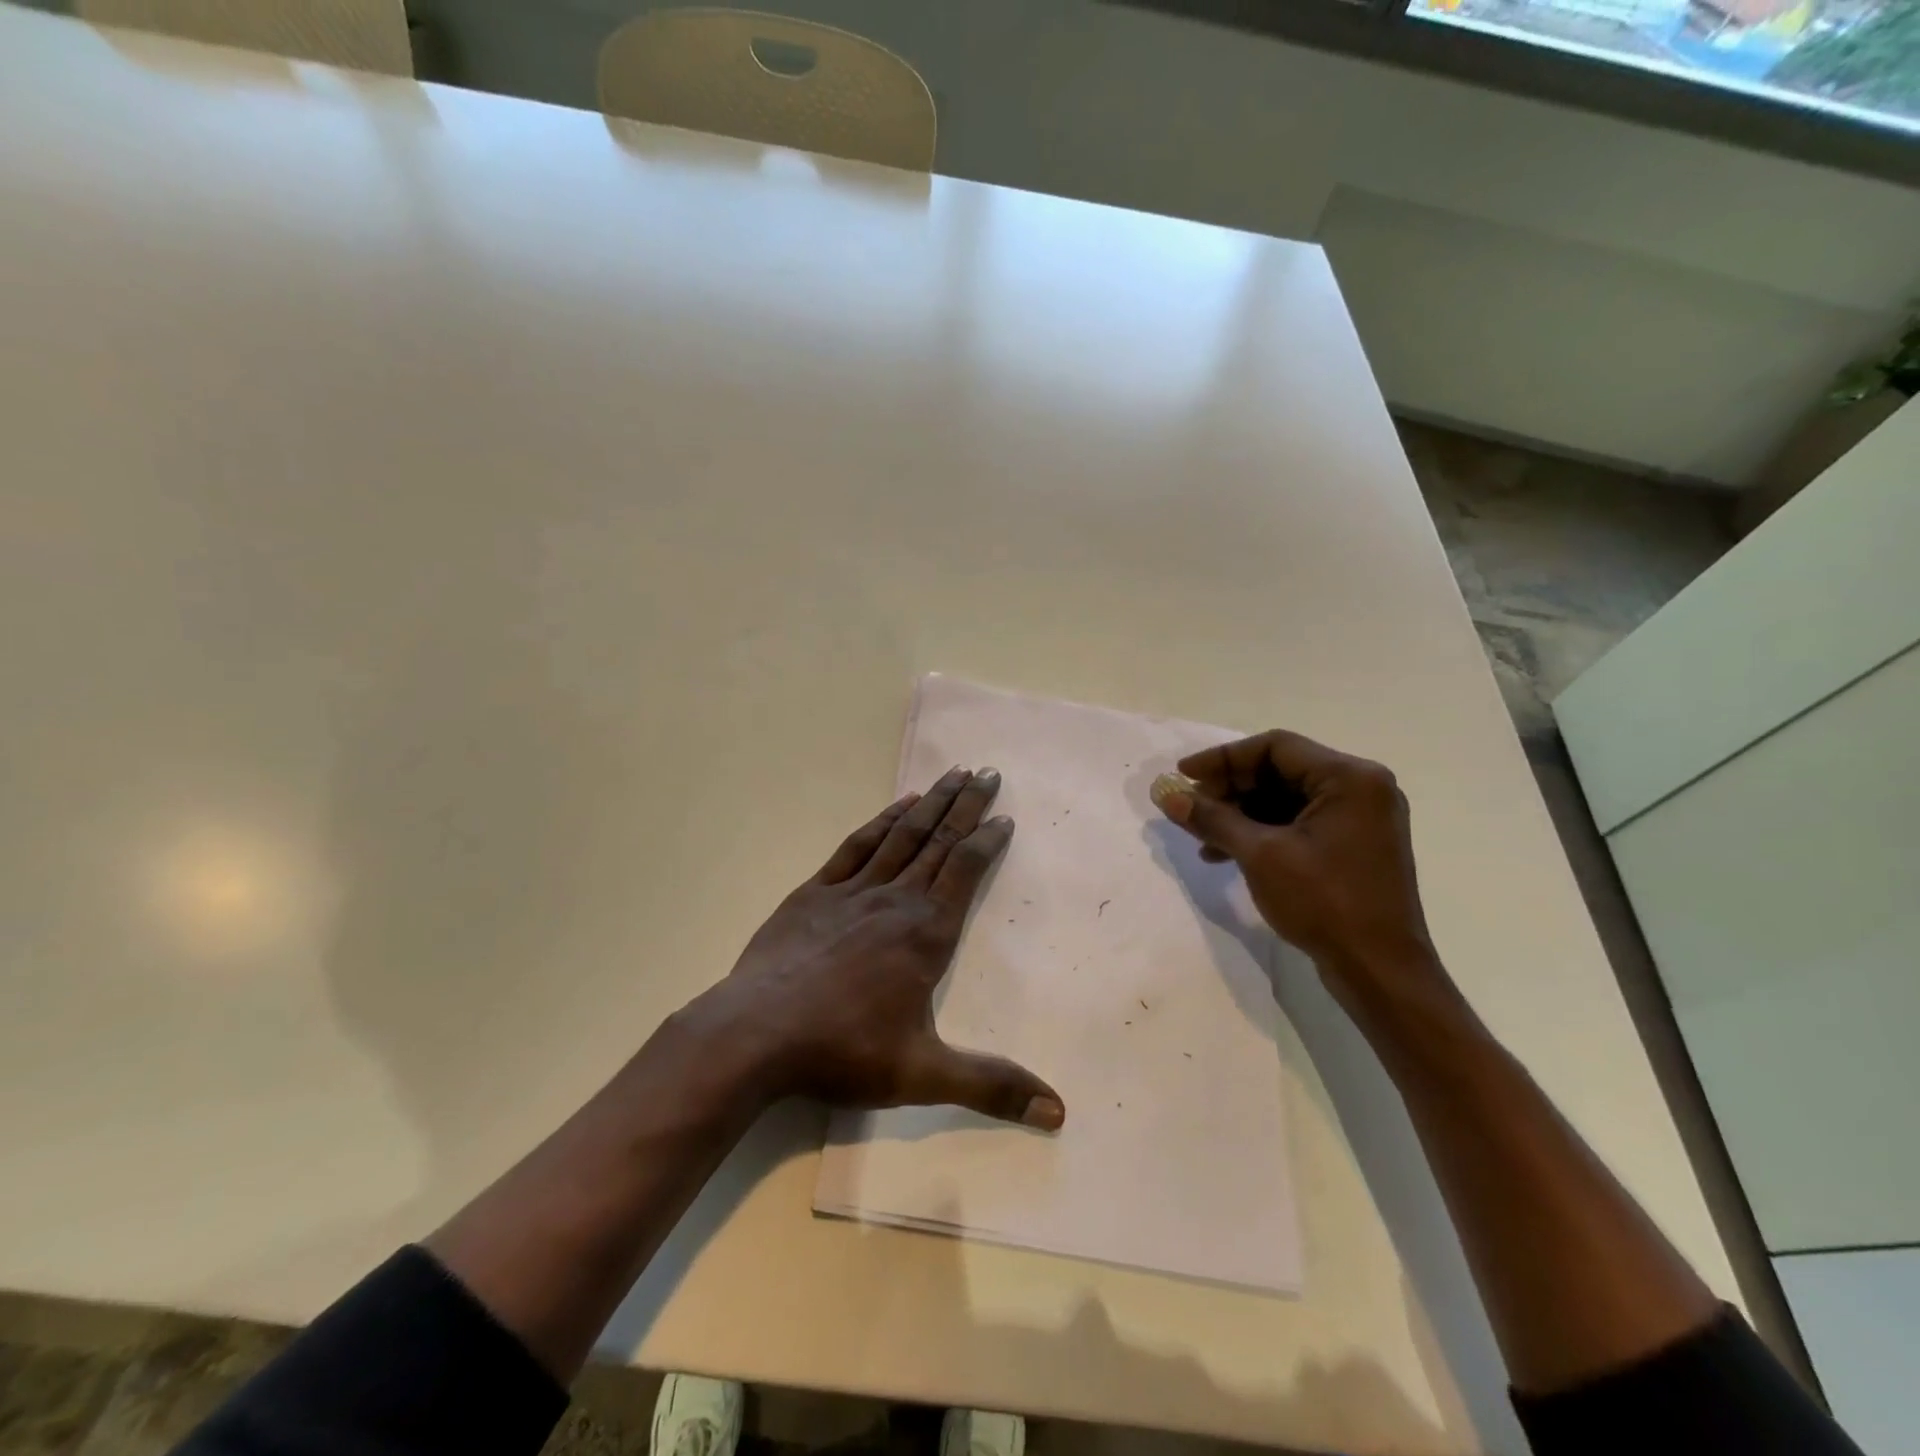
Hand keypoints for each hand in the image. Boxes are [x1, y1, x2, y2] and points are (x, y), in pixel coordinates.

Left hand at [691, 766, 1064, 1130]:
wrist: (755, 1033)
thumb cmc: (843, 1050)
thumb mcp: (924, 1075)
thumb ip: (992, 1087)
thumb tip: (1059, 1112)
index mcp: (925, 933)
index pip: (966, 871)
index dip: (988, 841)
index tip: (1005, 816)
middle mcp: (895, 900)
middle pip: (939, 841)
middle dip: (966, 805)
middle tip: (988, 772)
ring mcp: (852, 891)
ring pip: (902, 835)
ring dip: (930, 803)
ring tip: (953, 774)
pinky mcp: (815, 892)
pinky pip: (857, 846)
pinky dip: (881, 822)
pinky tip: (897, 806)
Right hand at [1150, 731, 1435, 993]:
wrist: (1380, 971)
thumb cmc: (1325, 903)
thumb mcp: (1260, 855)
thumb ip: (1213, 819)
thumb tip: (1167, 796)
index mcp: (1349, 778)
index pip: (1275, 747)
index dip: (1223, 758)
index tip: (1183, 775)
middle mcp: (1360, 788)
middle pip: (1279, 771)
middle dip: (1229, 789)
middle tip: (1189, 808)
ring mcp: (1359, 819)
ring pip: (1284, 799)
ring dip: (1240, 814)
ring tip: (1201, 837)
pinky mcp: (1351, 846)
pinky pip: (1297, 823)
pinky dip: (1261, 833)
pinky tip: (1225, 854)